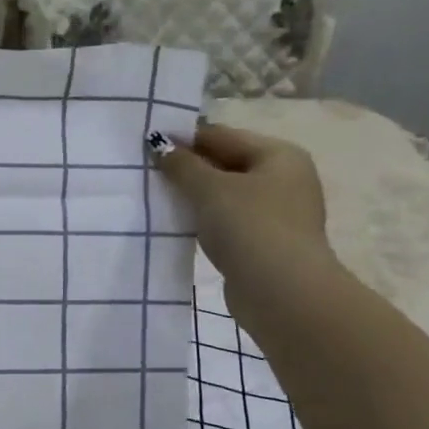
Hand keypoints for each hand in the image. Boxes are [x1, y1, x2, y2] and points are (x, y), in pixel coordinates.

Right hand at [153, 121, 338, 322]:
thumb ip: (181, 164)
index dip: (183, 138)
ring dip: (193, 195)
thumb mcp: (209, 189)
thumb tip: (158, 143)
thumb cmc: (250, 227)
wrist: (282, 292)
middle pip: (225, 163)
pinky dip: (203, 218)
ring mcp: (276, 212)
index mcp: (278, 155)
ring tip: (155, 196)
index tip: (145, 144)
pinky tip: (177, 223)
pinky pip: (227, 220)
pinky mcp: (264, 241)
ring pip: (224, 193)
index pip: (221, 136)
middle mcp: (283, 178)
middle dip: (187, 167)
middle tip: (144, 170)